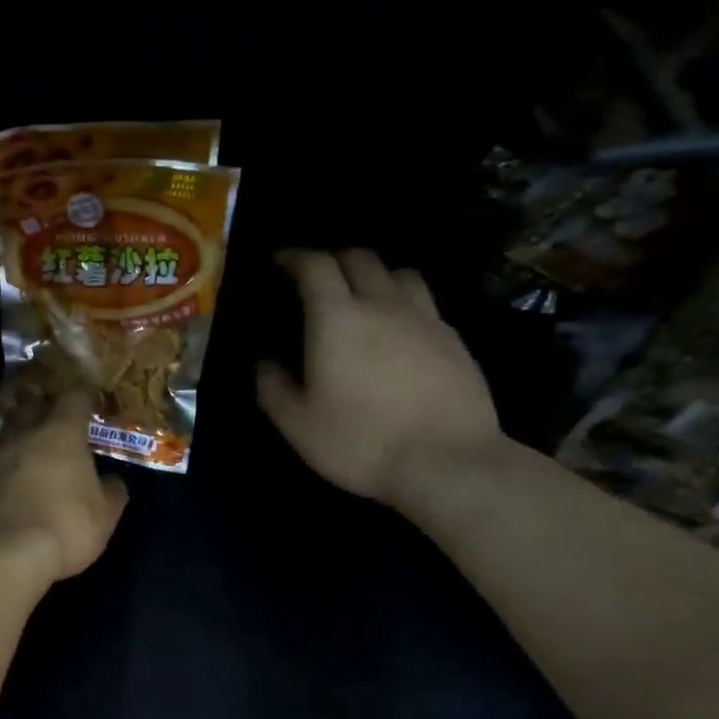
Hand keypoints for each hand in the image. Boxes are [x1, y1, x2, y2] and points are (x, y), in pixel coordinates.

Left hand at [0, 389, 127, 584]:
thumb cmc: (63, 527)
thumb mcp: (104, 516)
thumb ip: (111, 492)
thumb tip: (111, 481)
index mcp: (60, 433)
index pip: (74, 397)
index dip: (83, 396)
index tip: (90, 400)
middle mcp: (21, 434)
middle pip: (31, 405)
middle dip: (44, 408)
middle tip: (55, 420)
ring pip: (5, 435)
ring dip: (18, 441)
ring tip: (28, 457)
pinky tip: (4, 492)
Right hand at [257, 249, 501, 506]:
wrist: (447, 461)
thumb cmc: (360, 441)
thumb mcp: (297, 424)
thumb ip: (273, 388)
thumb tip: (264, 364)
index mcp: (337, 318)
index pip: (315, 266)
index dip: (294, 257)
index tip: (280, 262)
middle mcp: (382, 305)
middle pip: (360, 258)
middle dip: (334, 259)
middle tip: (318, 278)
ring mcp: (425, 319)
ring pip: (399, 273)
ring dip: (375, 274)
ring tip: (364, 296)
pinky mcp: (455, 340)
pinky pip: (426, 303)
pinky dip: (405, 302)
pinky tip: (401, 330)